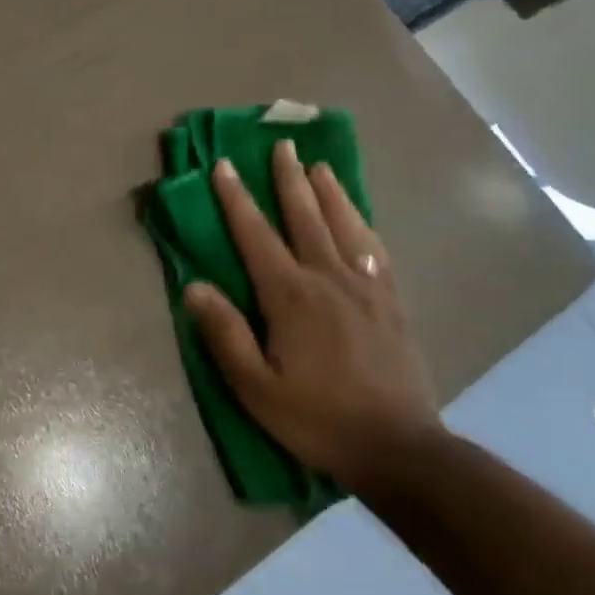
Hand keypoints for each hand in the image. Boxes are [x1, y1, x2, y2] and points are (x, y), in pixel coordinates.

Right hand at [184, 139, 440, 489]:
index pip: (255, 234)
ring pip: (345, 225)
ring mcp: (367, 288)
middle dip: (289, 178)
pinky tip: (360, 218)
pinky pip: (377, 250)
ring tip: (320, 165)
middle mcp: (329, 279)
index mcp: (290, 295)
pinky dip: (364, 225)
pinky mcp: (392, 303)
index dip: (236, 198)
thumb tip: (193, 285)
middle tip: (282, 144)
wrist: (401, 450)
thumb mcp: (255, 387)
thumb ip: (224, 333)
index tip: (223, 164)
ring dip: (330, 191)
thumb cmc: (317, 418)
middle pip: (305, 216)